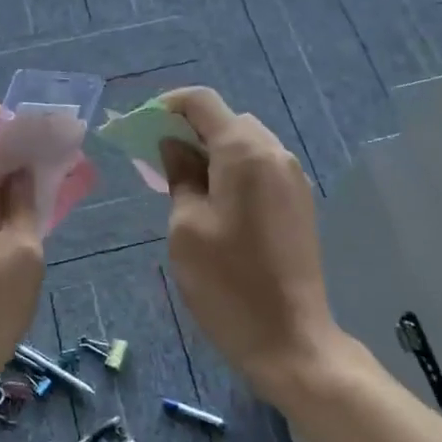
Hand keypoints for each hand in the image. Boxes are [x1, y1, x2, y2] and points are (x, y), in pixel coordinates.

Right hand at [158, 87, 346, 405]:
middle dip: (190, 129)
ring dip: (213, 149)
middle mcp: (275, 153)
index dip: (168, 105)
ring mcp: (292, 177)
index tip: (142, 127)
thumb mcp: (186, 227)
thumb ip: (180, 175)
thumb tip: (174, 145)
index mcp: (245, 152)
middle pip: (227, 119)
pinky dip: (234, 168)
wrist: (291, 340)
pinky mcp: (299, 201)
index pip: (203, 102)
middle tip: (158, 159)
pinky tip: (216, 199)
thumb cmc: (228, 284)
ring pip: (245, 142)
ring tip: (184, 181)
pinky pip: (261, 165)